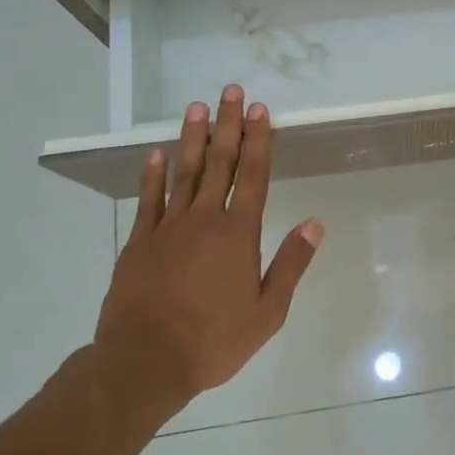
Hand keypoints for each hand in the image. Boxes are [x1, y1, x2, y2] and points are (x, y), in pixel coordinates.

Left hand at [91, 86, 322, 416]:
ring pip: (183, 172)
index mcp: (238, 235)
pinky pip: (148, 199)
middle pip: (219, 163)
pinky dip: (153, 174)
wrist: (144, 363)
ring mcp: (167, 228)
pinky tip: (156, 153)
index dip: (259, 141)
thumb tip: (314, 224)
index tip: (261, 111)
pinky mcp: (139, 242)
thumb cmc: (213, 341)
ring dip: (192, 138)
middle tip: (231, 92)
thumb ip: (291, 265)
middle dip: (228, 126)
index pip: (253, 176)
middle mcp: (204, 220)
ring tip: (198, 108)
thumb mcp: (267, 312)